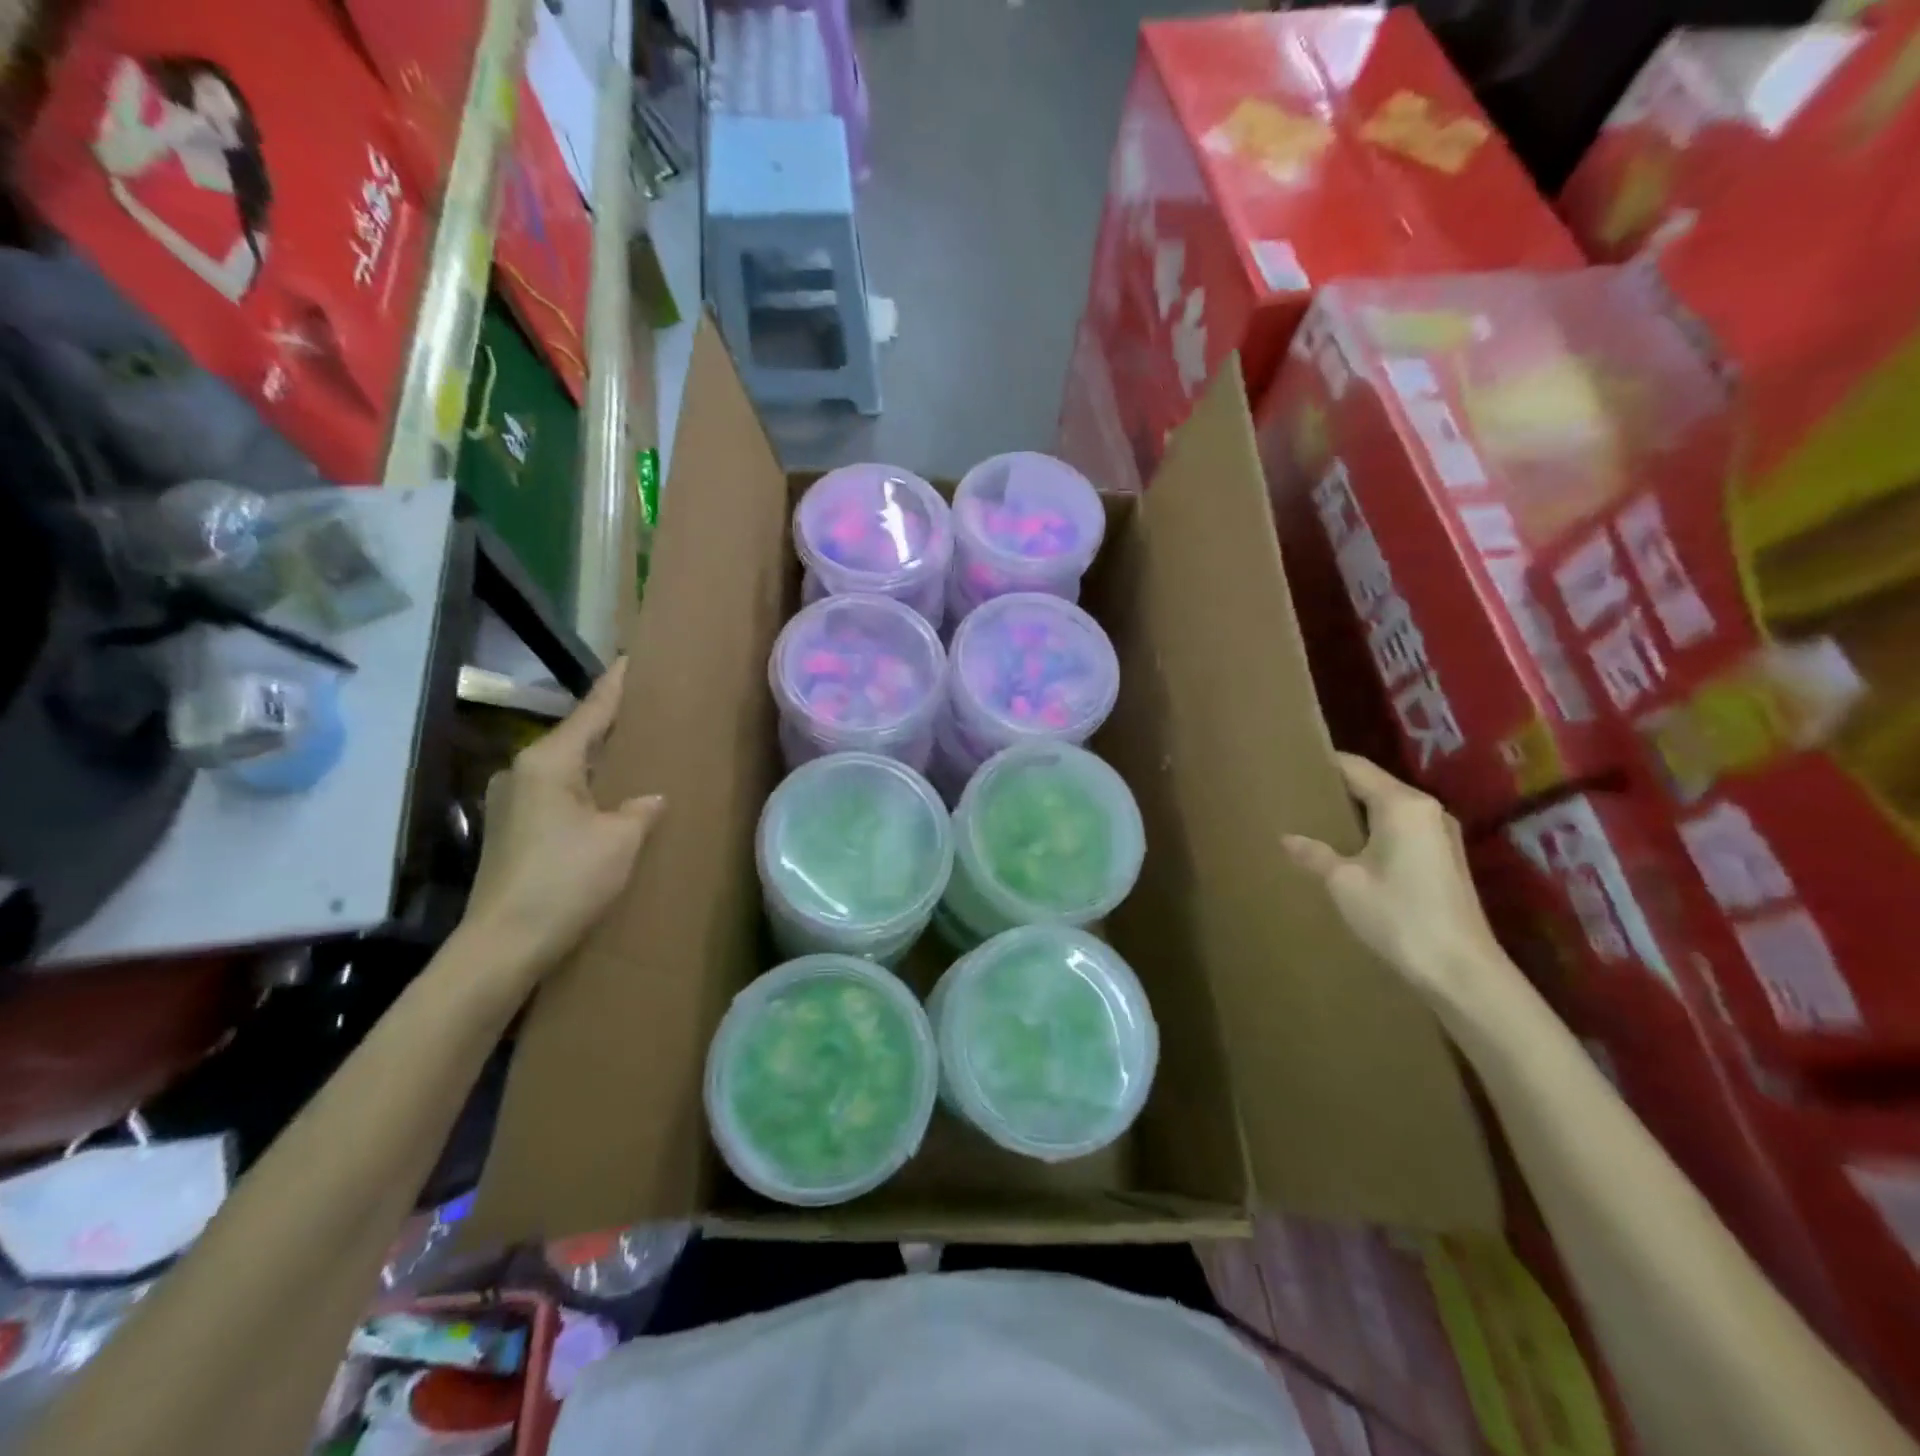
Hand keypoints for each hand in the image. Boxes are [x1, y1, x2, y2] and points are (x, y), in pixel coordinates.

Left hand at [462, 658, 663, 976]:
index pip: (591, 712)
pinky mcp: (509, 831)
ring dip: (595, 761)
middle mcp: (522, 772)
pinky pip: (555, 794)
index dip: (614, 686)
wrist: (503, 945)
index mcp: (548, 762)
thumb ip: (640, 809)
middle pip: (574, 737)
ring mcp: (510, 802)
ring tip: (629, 755)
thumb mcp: (620, 839)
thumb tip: (650, 798)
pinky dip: (583, 789)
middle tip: (643, 710)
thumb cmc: (566, 880)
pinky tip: (604, 800)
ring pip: (564, 768)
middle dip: (607, 725)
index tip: (630, 658)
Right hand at [1282, 754, 1507, 1012]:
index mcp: (1403, 805)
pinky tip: (1349, 847)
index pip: (1355, 768)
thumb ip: (1314, 854)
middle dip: (1337, 788)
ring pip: (1388, 808)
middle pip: (1374, 785)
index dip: (1323, 764)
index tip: (1291, 765)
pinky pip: (1401, 829)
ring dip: (1356, 811)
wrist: (1460, 970)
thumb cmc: (1399, 916)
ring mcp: (1441, 834)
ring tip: (1316, 819)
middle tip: (1297, 793)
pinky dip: (1373, 829)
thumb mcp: (1344, 883)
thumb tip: (1287, 838)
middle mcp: (1427, 810)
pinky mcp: (1445, 858)